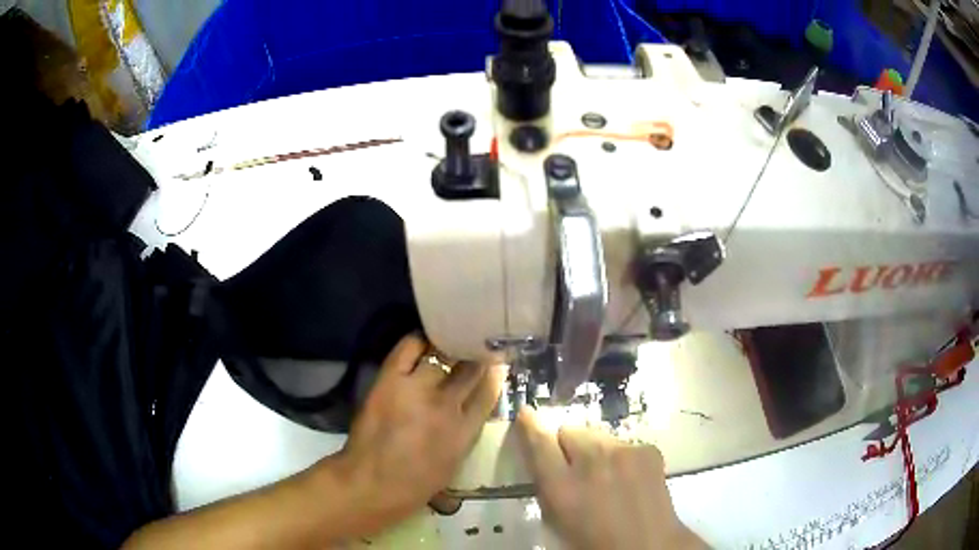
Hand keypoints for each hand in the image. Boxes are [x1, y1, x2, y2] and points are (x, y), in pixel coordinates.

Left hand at [333, 334, 505, 532]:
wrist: (371, 485)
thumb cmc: (414, 485)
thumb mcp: (453, 463)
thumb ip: (465, 433)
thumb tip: (469, 408)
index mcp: (465, 431)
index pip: (488, 393)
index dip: (494, 373)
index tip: (496, 361)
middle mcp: (447, 406)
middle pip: (469, 370)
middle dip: (475, 355)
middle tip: (475, 344)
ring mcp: (418, 390)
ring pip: (442, 356)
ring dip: (449, 348)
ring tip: (451, 339)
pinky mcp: (391, 380)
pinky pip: (409, 348)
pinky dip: (419, 340)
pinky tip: (425, 339)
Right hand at [515, 408, 705, 549]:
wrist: (648, 545)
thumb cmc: (593, 542)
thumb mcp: (557, 520)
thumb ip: (548, 487)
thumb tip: (545, 462)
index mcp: (562, 487)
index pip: (539, 444)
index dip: (530, 427)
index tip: (526, 414)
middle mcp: (592, 462)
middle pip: (569, 431)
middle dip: (567, 446)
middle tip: (575, 470)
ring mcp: (624, 452)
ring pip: (597, 436)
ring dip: (595, 451)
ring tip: (606, 477)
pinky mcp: (647, 449)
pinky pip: (623, 443)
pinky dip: (620, 457)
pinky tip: (629, 479)